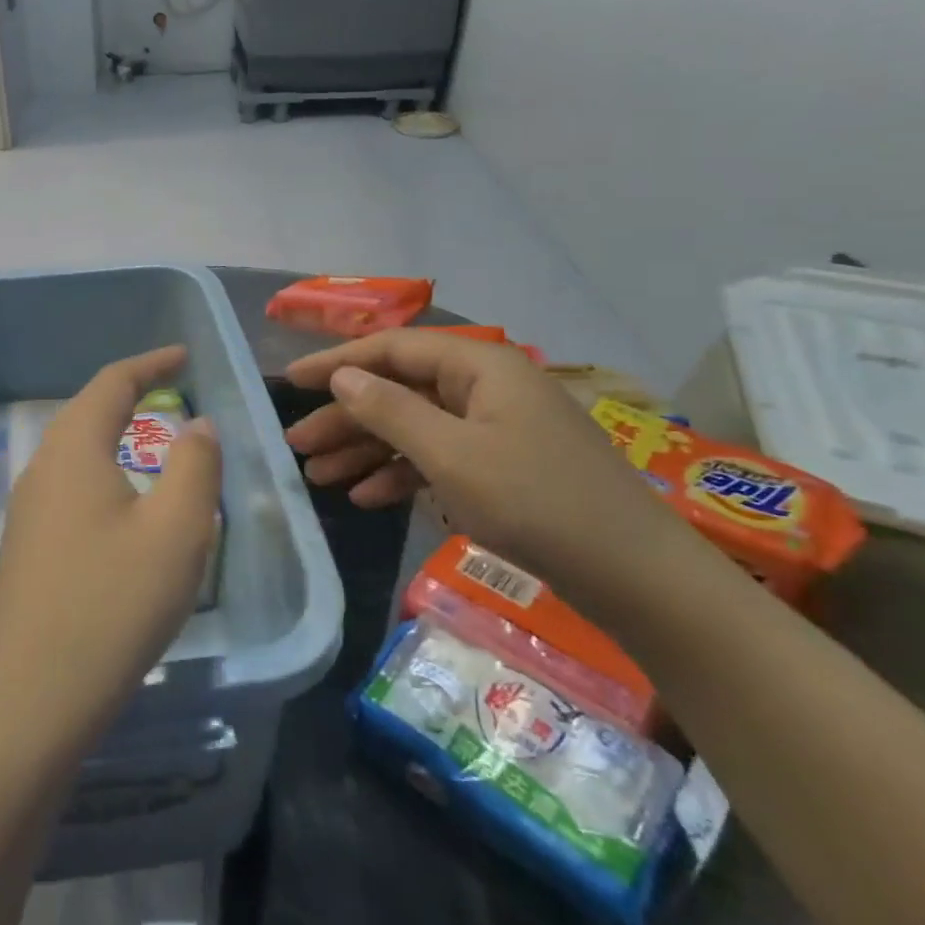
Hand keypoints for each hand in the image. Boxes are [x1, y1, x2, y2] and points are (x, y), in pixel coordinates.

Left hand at [0, 347, 222, 757]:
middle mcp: (41, 470)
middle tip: (173, 393)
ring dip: (116, 437)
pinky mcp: (25, 552)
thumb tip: (197, 426)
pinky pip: (70, 490)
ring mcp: (26, 513)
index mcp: (73, 450)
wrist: (28, 704)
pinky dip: (104, 476)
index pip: (112, 382)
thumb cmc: (112, 605)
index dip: (150, 363)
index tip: (183, 356)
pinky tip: (123, 510)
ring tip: (154, 446)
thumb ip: (195, 466)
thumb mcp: (176, 531)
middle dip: (131, 396)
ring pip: (76, 454)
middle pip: (87, 412)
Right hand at [285, 330, 700, 613]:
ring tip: (318, 476)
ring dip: (366, 449)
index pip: (391, 349)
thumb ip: (390, 411)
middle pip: (398, 390)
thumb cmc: (536, 502)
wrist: (635, 575)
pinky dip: (401, 474)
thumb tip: (342, 377)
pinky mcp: (502, 465)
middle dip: (345, 417)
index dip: (336, 363)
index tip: (290, 381)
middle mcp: (484, 386)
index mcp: (477, 365)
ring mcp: (495, 427)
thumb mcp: (450, 455)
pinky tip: (366, 497)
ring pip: (414, 426)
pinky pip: (437, 457)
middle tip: (297, 445)